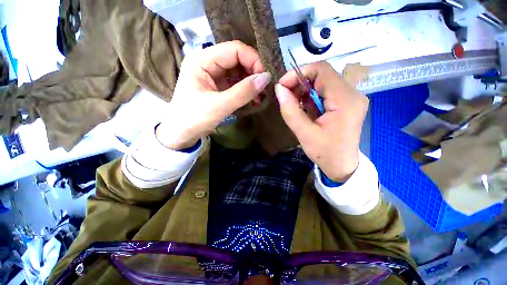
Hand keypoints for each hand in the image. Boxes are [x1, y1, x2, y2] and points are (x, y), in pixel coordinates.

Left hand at [156, 41, 270, 149]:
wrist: (182, 134)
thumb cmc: (194, 118)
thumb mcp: (220, 106)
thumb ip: (243, 92)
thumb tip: (266, 78)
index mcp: (202, 60)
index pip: (234, 50)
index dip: (252, 60)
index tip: (264, 78)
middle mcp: (208, 63)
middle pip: (237, 60)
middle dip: (253, 73)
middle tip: (265, 89)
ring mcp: (213, 76)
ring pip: (238, 72)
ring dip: (251, 83)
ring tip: (261, 97)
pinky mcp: (218, 87)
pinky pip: (235, 84)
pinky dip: (245, 91)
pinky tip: (254, 99)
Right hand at [275, 61, 367, 181]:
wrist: (342, 165)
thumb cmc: (325, 153)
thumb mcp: (304, 134)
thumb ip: (290, 111)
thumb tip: (279, 89)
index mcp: (345, 100)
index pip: (322, 70)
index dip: (298, 73)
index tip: (282, 86)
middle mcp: (353, 93)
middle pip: (323, 75)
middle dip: (300, 82)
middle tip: (286, 96)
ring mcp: (351, 97)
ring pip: (323, 82)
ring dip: (305, 90)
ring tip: (295, 104)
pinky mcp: (347, 102)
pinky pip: (326, 91)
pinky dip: (311, 96)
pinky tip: (305, 108)